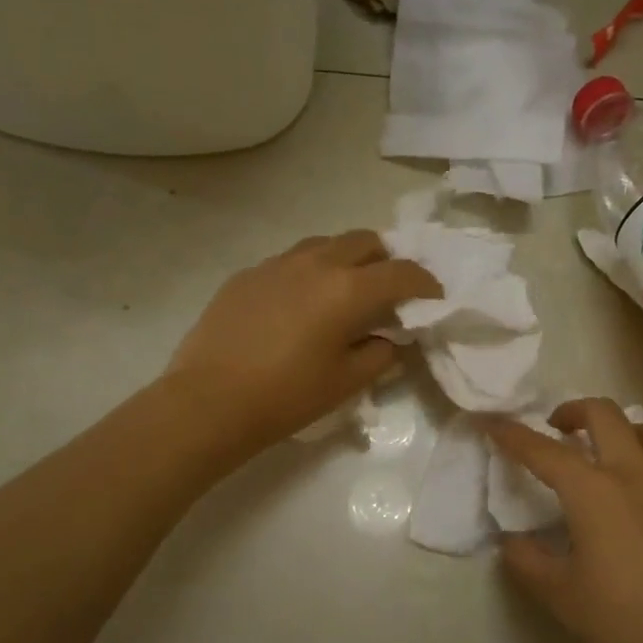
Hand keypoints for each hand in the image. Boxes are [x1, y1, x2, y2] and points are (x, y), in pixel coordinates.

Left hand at [166, 230, 440, 454]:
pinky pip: (290, 261)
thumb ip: (380, 354)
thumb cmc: (287, 397)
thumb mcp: (346, 383)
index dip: (425, 283)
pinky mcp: (247, 274)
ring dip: (345, 259)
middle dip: (386, 260)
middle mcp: (316, 263)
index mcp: (348, 289)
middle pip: (365, 241)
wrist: (209, 401)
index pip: (402, 273)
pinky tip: (299, 303)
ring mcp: (277, 264)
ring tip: (344, 290)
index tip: (433, 296)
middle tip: (388, 290)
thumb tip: (391, 338)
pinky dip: (308, 272)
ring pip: (324, 244)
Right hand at [486, 398, 642, 642]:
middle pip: (604, 414)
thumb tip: (513, 541)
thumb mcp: (558, 594)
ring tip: (608, 453)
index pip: (543, 450)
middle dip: (573, 411)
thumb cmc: (621, 622)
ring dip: (622, 430)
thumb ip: (526, 560)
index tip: (493, 422)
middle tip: (558, 430)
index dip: (512, 433)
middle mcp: (636, 475)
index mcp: (593, 492)